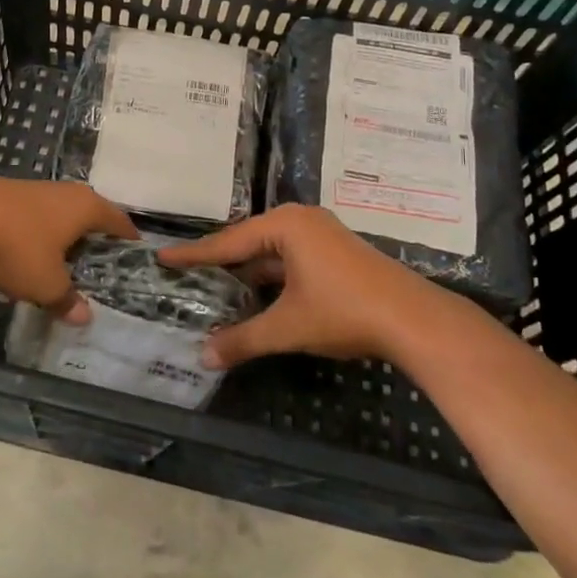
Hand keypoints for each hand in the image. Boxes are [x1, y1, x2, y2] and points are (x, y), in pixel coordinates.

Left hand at [0, 174, 136, 320]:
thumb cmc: (17, 247)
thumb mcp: (46, 284)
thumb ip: (66, 299)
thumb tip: (84, 317)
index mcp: (85, 206)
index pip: (118, 220)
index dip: (127, 239)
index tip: (134, 255)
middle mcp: (64, 192)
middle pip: (88, 214)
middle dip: (93, 238)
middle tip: (97, 266)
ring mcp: (33, 189)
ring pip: (57, 214)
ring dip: (60, 236)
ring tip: (61, 263)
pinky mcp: (4, 194)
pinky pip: (31, 217)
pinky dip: (34, 234)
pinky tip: (24, 253)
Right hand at [159, 204, 467, 366]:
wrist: (414, 320)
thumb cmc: (344, 312)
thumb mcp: (288, 327)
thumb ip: (243, 339)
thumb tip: (203, 356)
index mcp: (285, 225)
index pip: (228, 242)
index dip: (194, 255)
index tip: (163, 257)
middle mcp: (301, 220)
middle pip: (249, 242)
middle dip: (220, 261)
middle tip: (186, 273)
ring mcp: (322, 234)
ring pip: (272, 251)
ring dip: (247, 271)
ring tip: (215, 287)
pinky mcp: (336, 252)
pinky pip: (291, 258)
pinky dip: (271, 276)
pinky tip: (257, 294)